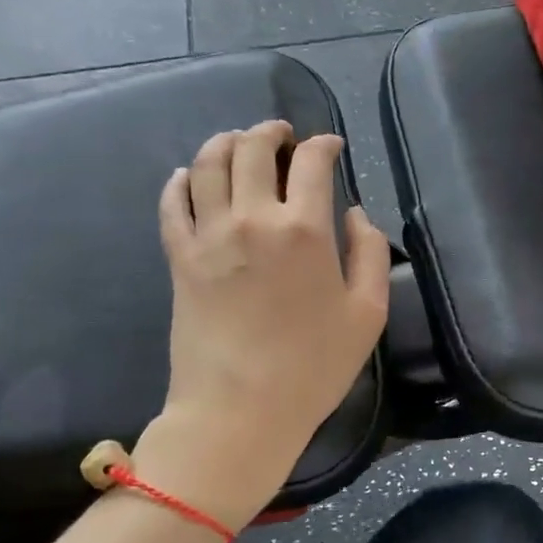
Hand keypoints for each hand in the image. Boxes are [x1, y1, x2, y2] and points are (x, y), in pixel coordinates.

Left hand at [146, 121, 390, 519]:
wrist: (239, 411)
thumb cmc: (313, 368)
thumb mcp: (368, 314)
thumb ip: (370, 254)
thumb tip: (356, 215)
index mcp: (305, 230)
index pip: (312, 162)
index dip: (324, 144)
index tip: (332, 146)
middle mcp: (253, 219)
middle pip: (252, 148)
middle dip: (271, 131)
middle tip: (282, 135)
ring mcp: (209, 237)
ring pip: (207, 164)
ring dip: (225, 142)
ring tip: (238, 143)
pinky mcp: (179, 259)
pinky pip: (171, 203)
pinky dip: (179, 180)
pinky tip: (187, 176)